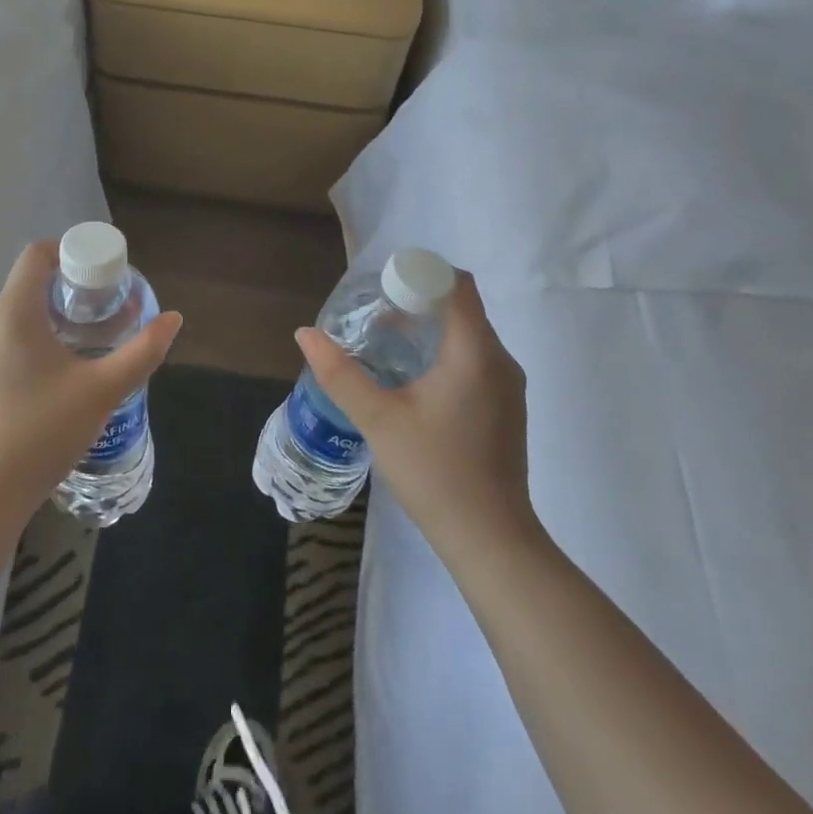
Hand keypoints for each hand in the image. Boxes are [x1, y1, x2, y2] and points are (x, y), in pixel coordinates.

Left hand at [0, 241, 182, 515]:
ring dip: (60, 310)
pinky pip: (14, 334)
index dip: (73, 250)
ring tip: (98, 332)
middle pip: (32, 280)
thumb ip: (142, 351)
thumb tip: (174, 318)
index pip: (38, 254)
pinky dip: (43, 332)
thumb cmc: (43, 430)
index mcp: (14, 311)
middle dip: (74, 283)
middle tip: (111, 302)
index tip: (106, 271)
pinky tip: (70, 363)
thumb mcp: (103, 389)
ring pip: (23, 309)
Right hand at [294, 272, 535, 557]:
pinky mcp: (506, 408)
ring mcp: (507, 386)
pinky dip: (444, 352)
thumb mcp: (377, 419)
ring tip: (386, 343)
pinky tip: (413, 379)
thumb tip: (305, 333)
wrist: (490, 540)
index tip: (382, 287)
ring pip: (468, 334)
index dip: (419, 274)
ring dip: (429, 328)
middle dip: (418, 300)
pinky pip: (475, 359)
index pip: (456, 284)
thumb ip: (339, 372)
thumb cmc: (434, 472)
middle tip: (374, 314)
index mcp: (475, 352)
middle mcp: (500, 360)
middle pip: (461, 306)